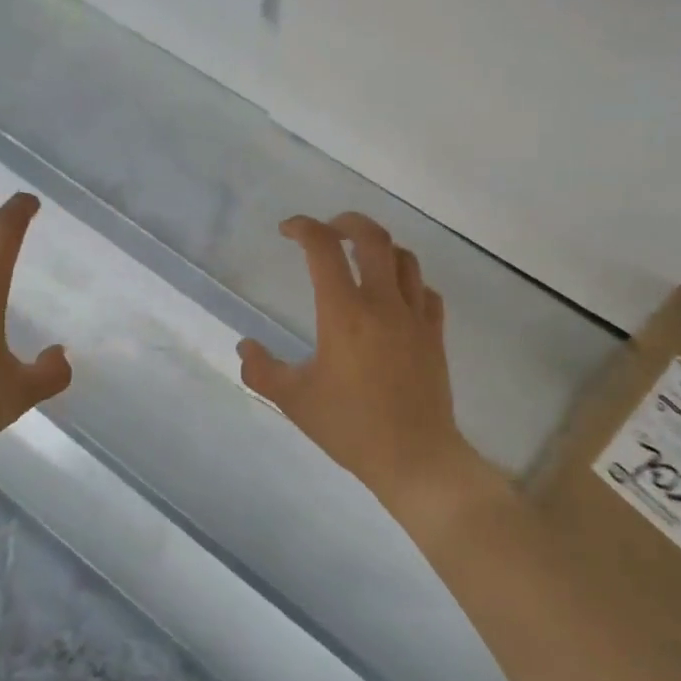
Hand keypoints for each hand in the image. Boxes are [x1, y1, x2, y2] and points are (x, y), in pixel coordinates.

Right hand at [238, 213, 494, 520]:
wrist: (415, 457)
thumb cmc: (350, 427)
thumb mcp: (294, 400)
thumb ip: (262, 370)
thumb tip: (245, 346)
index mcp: (344, 314)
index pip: (323, 250)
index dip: (303, 228)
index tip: (287, 230)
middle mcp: (383, 304)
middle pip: (373, 238)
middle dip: (346, 222)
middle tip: (327, 230)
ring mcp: (415, 317)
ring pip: (405, 258)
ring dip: (379, 248)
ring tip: (360, 258)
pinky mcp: (435, 335)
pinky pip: (425, 291)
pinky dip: (407, 282)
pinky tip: (394, 297)